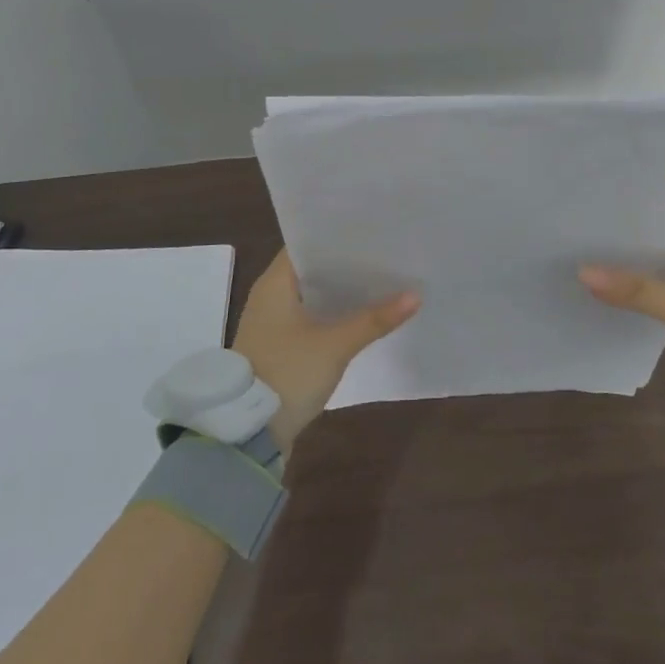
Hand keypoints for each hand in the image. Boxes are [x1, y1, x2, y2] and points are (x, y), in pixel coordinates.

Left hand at [230, 249, 418, 454]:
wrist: (248, 430)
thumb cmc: (288, 372)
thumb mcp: (335, 345)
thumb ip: (374, 320)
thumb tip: (416, 295)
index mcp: (274, 283)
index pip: (306, 245)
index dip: (337, 238)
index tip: (370, 233)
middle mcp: (269, 296)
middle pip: (312, 270)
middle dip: (346, 266)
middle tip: (384, 255)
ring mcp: (272, 323)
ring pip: (312, 296)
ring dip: (340, 293)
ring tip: (380, 281)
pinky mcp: (278, 346)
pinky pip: (309, 318)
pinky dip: (332, 314)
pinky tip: (360, 316)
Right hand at [580, 235, 664, 439]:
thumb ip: (637, 291)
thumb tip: (583, 272)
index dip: (637, 223)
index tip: (598, 217)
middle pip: (663, 254)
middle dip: (629, 252)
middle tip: (583, 240)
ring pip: (661, 281)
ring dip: (633, 279)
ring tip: (586, 264)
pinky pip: (662, 307)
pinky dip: (640, 304)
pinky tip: (608, 300)